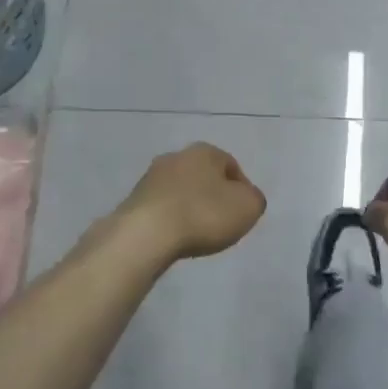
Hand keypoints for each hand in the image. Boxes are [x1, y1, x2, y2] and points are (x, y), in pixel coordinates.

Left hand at [115, 143, 266, 262]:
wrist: (146, 234)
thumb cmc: (203, 214)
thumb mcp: (248, 207)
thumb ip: (254, 199)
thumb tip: (246, 198)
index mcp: (205, 150)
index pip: (231, 166)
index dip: (242, 189)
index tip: (242, 213)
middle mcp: (176, 156)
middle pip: (203, 176)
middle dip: (213, 195)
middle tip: (221, 222)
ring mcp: (151, 177)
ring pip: (180, 190)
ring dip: (190, 206)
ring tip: (196, 233)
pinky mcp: (133, 200)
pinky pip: (161, 208)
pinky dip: (170, 219)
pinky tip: (174, 237)